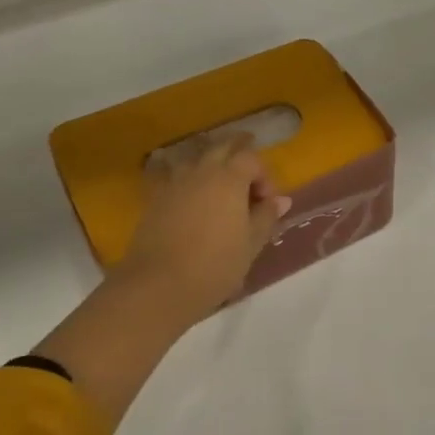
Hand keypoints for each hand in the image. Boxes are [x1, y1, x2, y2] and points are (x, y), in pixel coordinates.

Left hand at [112, 132, 291, 329]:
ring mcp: (174, 184)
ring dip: (210, 164)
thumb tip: (281, 200)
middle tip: (248, 175)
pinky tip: (188, 197)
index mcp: (230, 179)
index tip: (267, 202)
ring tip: (218, 186)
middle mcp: (201, 172)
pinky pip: (172, 176)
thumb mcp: (251, 243)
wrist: (158, 286)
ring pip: (195, 159)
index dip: (263, 175)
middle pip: (222, 148)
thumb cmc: (215, 265)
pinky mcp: (154, 200)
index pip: (251, 158)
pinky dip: (184, 179)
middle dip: (238, 155)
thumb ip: (266, 217)